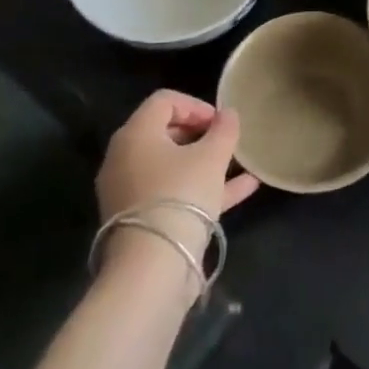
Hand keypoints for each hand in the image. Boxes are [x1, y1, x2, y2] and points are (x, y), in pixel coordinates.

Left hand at [96, 91, 258, 234]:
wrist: (152, 268)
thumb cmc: (181, 196)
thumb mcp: (212, 157)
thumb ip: (224, 130)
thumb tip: (228, 114)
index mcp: (135, 134)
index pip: (165, 101)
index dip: (197, 105)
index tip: (221, 122)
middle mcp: (124, 159)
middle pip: (165, 132)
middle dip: (201, 134)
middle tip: (226, 142)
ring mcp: (129, 192)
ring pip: (171, 166)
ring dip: (204, 161)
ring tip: (238, 163)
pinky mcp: (138, 220)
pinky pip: (172, 192)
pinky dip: (201, 187)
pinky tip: (243, 188)